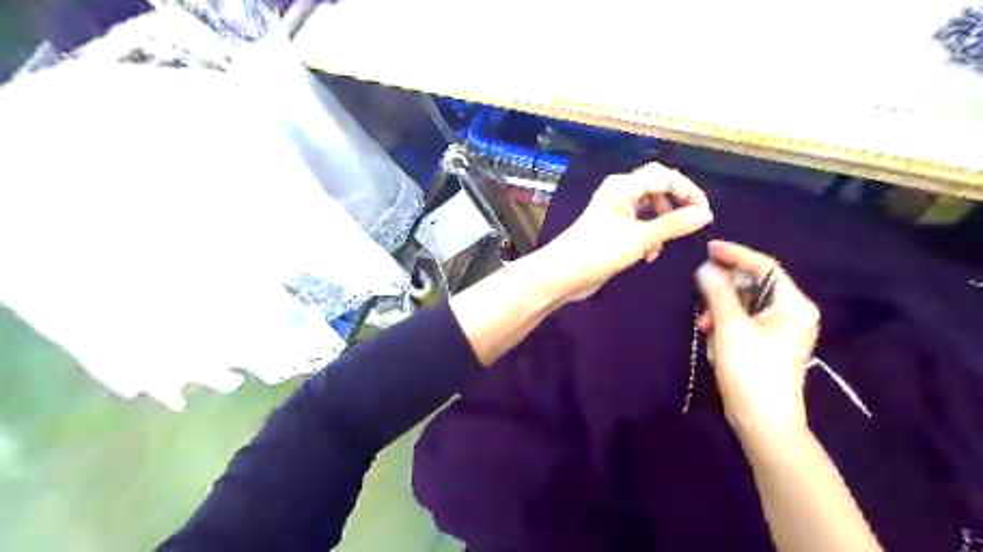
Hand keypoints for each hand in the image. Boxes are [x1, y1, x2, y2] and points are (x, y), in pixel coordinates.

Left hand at [546, 162, 715, 302]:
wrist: (563, 274)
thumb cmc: (598, 251)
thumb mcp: (640, 238)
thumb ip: (674, 225)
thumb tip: (705, 215)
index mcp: (624, 186)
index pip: (665, 176)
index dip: (688, 191)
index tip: (704, 214)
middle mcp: (620, 193)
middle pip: (658, 189)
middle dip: (676, 206)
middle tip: (691, 225)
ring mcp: (616, 212)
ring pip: (650, 209)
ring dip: (662, 225)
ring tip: (663, 244)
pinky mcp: (614, 230)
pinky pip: (640, 225)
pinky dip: (649, 237)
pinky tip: (649, 255)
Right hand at [695, 240, 823, 438]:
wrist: (763, 422)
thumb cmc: (750, 371)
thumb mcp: (730, 327)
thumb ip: (717, 292)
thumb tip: (706, 267)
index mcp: (793, 305)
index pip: (764, 267)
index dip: (735, 254)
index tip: (708, 249)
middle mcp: (792, 313)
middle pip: (754, 284)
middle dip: (723, 287)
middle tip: (699, 291)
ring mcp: (780, 329)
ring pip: (745, 303)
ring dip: (720, 307)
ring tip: (703, 323)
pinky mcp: (768, 343)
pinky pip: (744, 319)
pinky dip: (726, 322)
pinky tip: (711, 334)